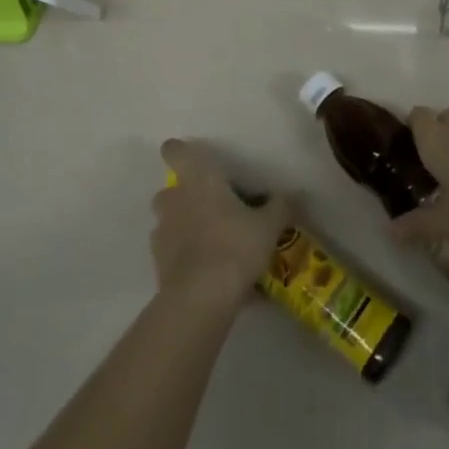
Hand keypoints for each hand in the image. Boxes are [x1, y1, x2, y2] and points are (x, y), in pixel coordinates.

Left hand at [151, 139, 290, 310]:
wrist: (201, 298)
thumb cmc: (235, 247)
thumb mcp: (268, 226)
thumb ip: (280, 206)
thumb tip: (291, 194)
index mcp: (198, 179)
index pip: (176, 151)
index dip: (180, 151)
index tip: (194, 161)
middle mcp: (174, 199)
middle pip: (171, 189)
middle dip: (186, 196)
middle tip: (213, 209)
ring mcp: (162, 231)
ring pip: (169, 220)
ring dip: (183, 226)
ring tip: (211, 243)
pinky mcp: (157, 262)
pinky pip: (171, 250)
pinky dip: (183, 256)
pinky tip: (206, 271)